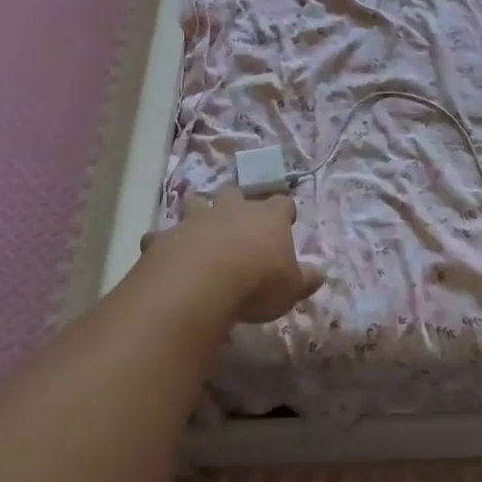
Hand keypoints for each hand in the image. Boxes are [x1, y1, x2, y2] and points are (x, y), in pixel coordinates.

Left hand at [141, 187, 323, 324]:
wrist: (201, 284)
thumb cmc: (257, 283)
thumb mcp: (291, 288)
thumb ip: (306, 278)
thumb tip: (320, 273)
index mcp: (268, 217)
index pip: (282, 203)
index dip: (284, 212)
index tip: (286, 222)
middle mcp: (232, 210)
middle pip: (235, 193)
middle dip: (236, 203)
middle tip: (237, 221)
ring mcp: (196, 220)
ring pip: (196, 202)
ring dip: (197, 212)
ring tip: (199, 229)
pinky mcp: (166, 237)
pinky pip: (161, 235)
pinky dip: (164, 243)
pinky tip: (166, 256)